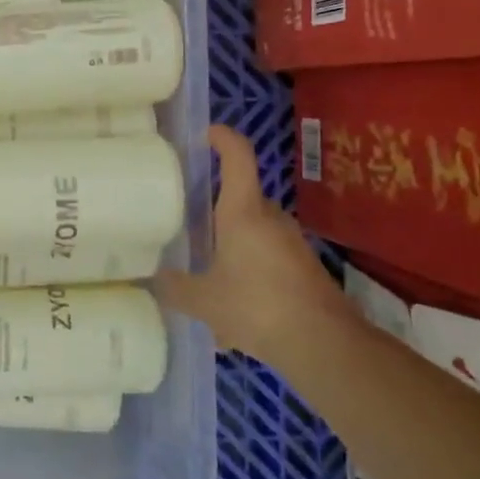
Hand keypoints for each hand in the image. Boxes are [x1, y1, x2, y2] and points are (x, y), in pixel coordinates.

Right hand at [156, 125, 347, 366]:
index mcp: (243, 211)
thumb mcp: (203, 301)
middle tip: (188, 231)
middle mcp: (270, 218)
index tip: (206, 134)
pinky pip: (266, 261)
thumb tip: (155, 279)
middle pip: (241, 199)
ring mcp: (291, 242)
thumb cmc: (257, 306)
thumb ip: (175, 288)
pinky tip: (233, 318)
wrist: (323, 344)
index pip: (238, 157)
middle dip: (215, 213)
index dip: (222, 138)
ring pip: (252, 234)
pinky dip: (248, 277)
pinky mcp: (303, 268)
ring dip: (231, 251)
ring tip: (207, 284)